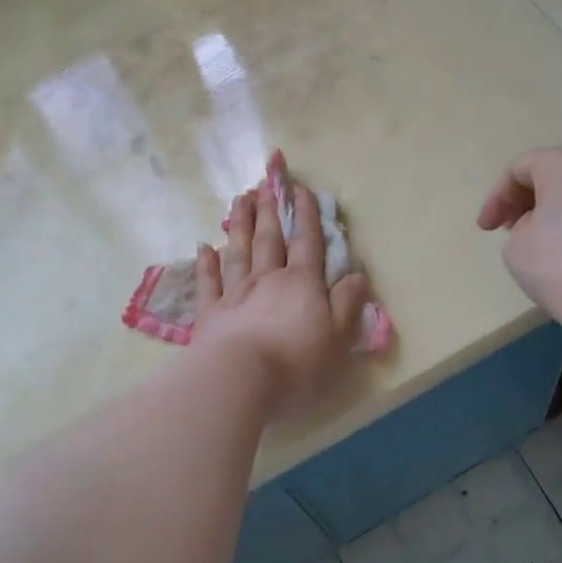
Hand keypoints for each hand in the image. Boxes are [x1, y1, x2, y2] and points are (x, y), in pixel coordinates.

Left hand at [193, 182, 370, 416]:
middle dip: (270, 209)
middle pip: (269, 238)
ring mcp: (235, 294)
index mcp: (302, 284)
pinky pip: (208, 282)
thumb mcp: (337, 338)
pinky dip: (206, 263)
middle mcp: (268, 279)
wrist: (240, 380)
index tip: (300, 189)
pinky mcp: (210, 313)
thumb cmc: (297, 362)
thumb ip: (347, 304)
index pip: (307, 242)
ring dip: (240, 225)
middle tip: (265, 183)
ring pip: (239, 251)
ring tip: (240, 200)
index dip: (306, 215)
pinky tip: (204, 247)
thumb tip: (357, 275)